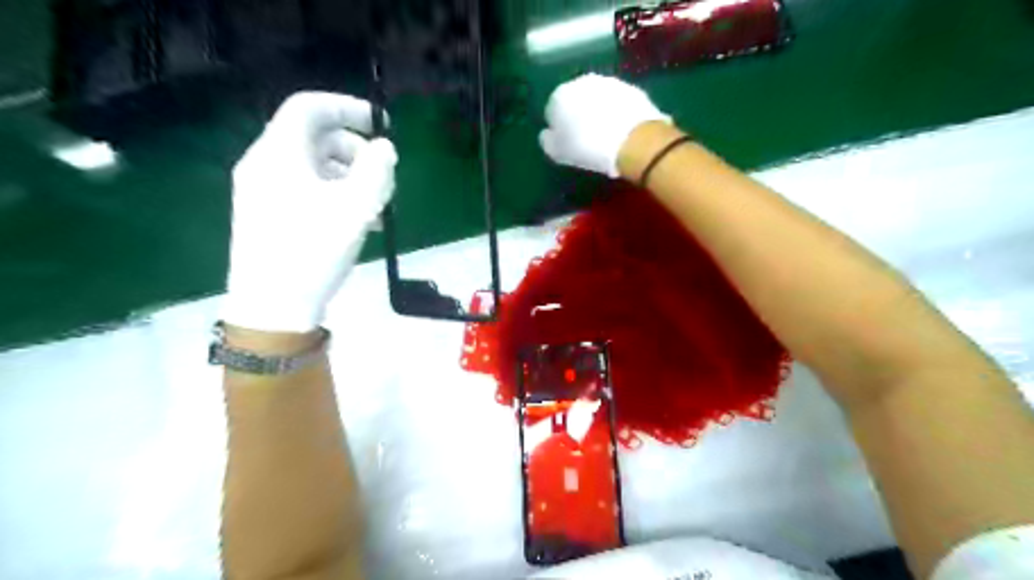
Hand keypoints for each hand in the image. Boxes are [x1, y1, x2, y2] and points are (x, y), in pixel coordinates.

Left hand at [225, 91, 395, 331]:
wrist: (272, 307)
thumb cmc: (312, 251)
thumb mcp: (355, 208)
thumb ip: (376, 171)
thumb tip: (384, 148)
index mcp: (280, 153)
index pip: (309, 107)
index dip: (348, 107)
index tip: (381, 126)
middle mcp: (265, 164)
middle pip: (315, 137)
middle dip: (356, 150)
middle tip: (383, 177)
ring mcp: (264, 190)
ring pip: (314, 166)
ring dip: (351, 177)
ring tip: (376, 207)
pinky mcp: (268, 214)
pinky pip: (306, 188)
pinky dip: (335, 194)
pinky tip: (357, 221)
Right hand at [542, 76, 671, 178]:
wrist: (633, 140)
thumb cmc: (588, 147)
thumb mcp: (558, 152)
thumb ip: (548, 141)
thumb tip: (547, 134)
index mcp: (560, 95)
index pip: (553, 110)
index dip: (559, 127)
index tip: (566, 141)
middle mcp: (582, 82)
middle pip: (576, 100)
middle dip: (578, 114)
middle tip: (585, 137)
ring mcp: (609, 82)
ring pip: (598, 98)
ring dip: (598, 111)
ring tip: (604, 134)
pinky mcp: (632, 88)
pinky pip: (618, 102)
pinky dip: (617, 112)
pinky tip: (621, 130)